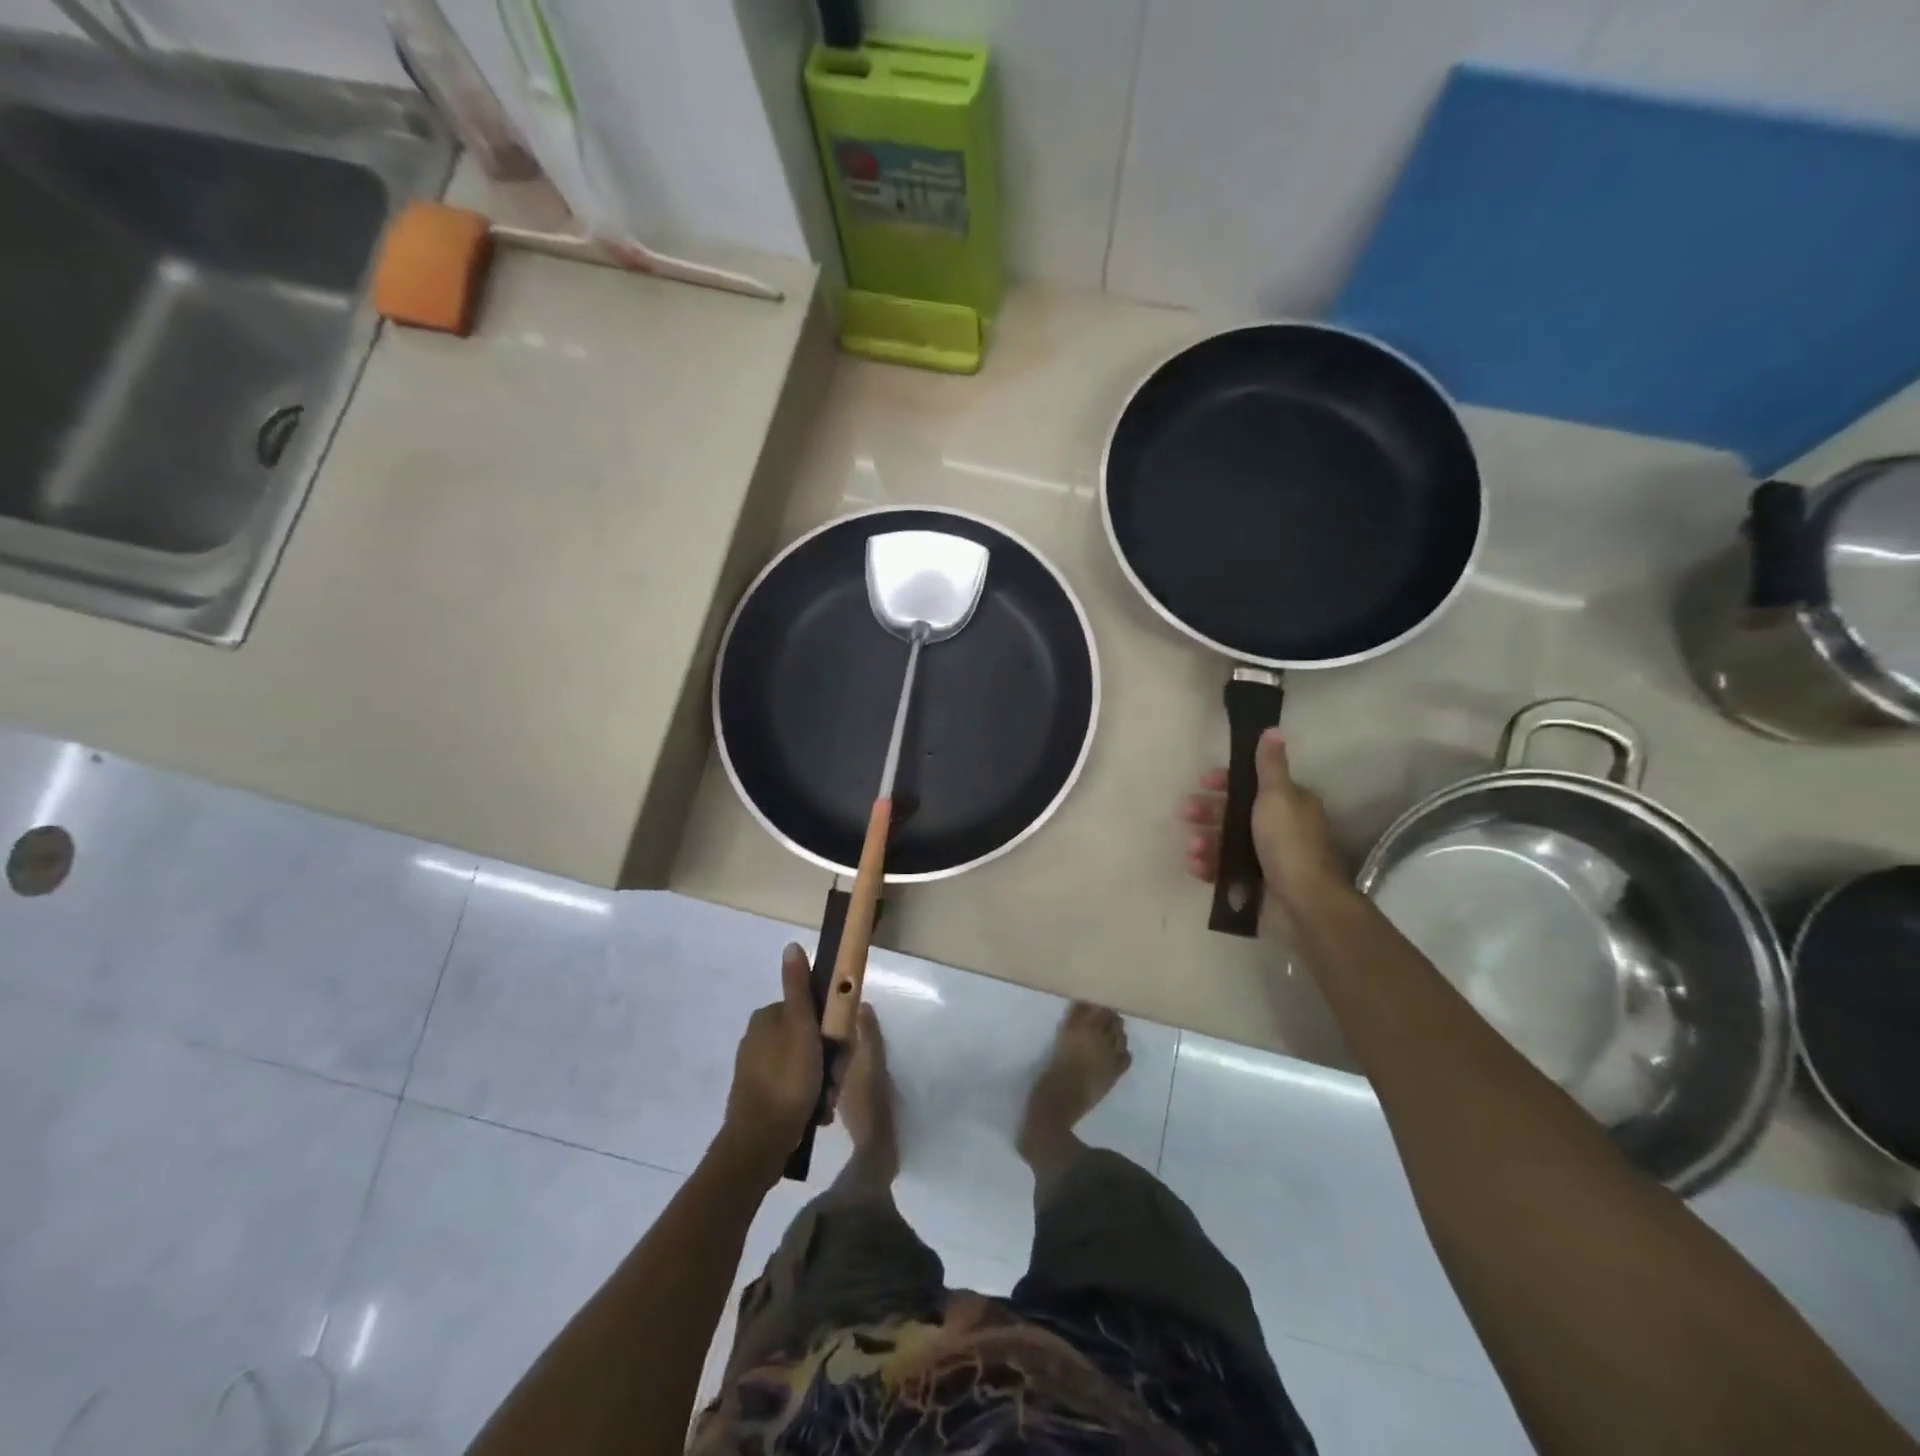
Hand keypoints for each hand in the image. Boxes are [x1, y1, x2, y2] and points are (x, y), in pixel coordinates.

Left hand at [718, 944, 823, 1177]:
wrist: (759, 1143)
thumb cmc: (787, 1079)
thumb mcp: (801, 1027)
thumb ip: (799, 988)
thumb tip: (791, 945)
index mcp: (767, 1017)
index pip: (810, 1010)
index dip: (831, 1028)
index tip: (841, 1049)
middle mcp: (758, 1038)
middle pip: (808, 1038)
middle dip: (826, 1060)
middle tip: (833, 1080)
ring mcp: (756, 1068)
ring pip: (804, 1064)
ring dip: (820, 1082)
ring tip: (824, 1102)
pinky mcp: (758, 1095)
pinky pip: (792, 1087)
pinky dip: (806, 1097)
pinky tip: (813, 1113)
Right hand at [1182, 728, 1350, 915]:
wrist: (1304, 902)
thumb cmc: (1289, 843)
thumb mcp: (1277, 796)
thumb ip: (1270, 765)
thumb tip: (1273, 729)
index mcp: (1289, 804)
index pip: (1252, 785)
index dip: (1225, 782)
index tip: (1202, 782)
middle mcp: (1279, 828)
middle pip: (1235, 813)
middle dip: (1208, 812)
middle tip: (1185, 813)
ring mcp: (1267, 858)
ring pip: (1227, 842)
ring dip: (1206, 841)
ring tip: (1192, 848)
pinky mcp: (1255, 884)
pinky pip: (1225, 870)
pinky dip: (1208, 866)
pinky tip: (1195, 866)